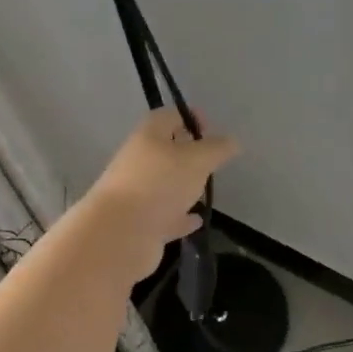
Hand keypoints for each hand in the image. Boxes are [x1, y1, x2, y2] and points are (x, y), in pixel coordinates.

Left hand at [83, 109, 239, 272]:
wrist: (120, 234)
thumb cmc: (159, 185)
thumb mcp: (197, 160)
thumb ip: (217, 149)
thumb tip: (232, 141)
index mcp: (148, 137)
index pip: (168, 117)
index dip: (189, 117)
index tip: (211, 130)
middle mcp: (138, 162)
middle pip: (164, 151)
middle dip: (188, 155)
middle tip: (212, 163)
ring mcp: (136, 194)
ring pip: (163, 185)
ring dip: (183, 187)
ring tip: (206, 192)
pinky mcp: (139, 224)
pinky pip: (163, 216)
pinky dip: (179, 217)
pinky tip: (196, 220)